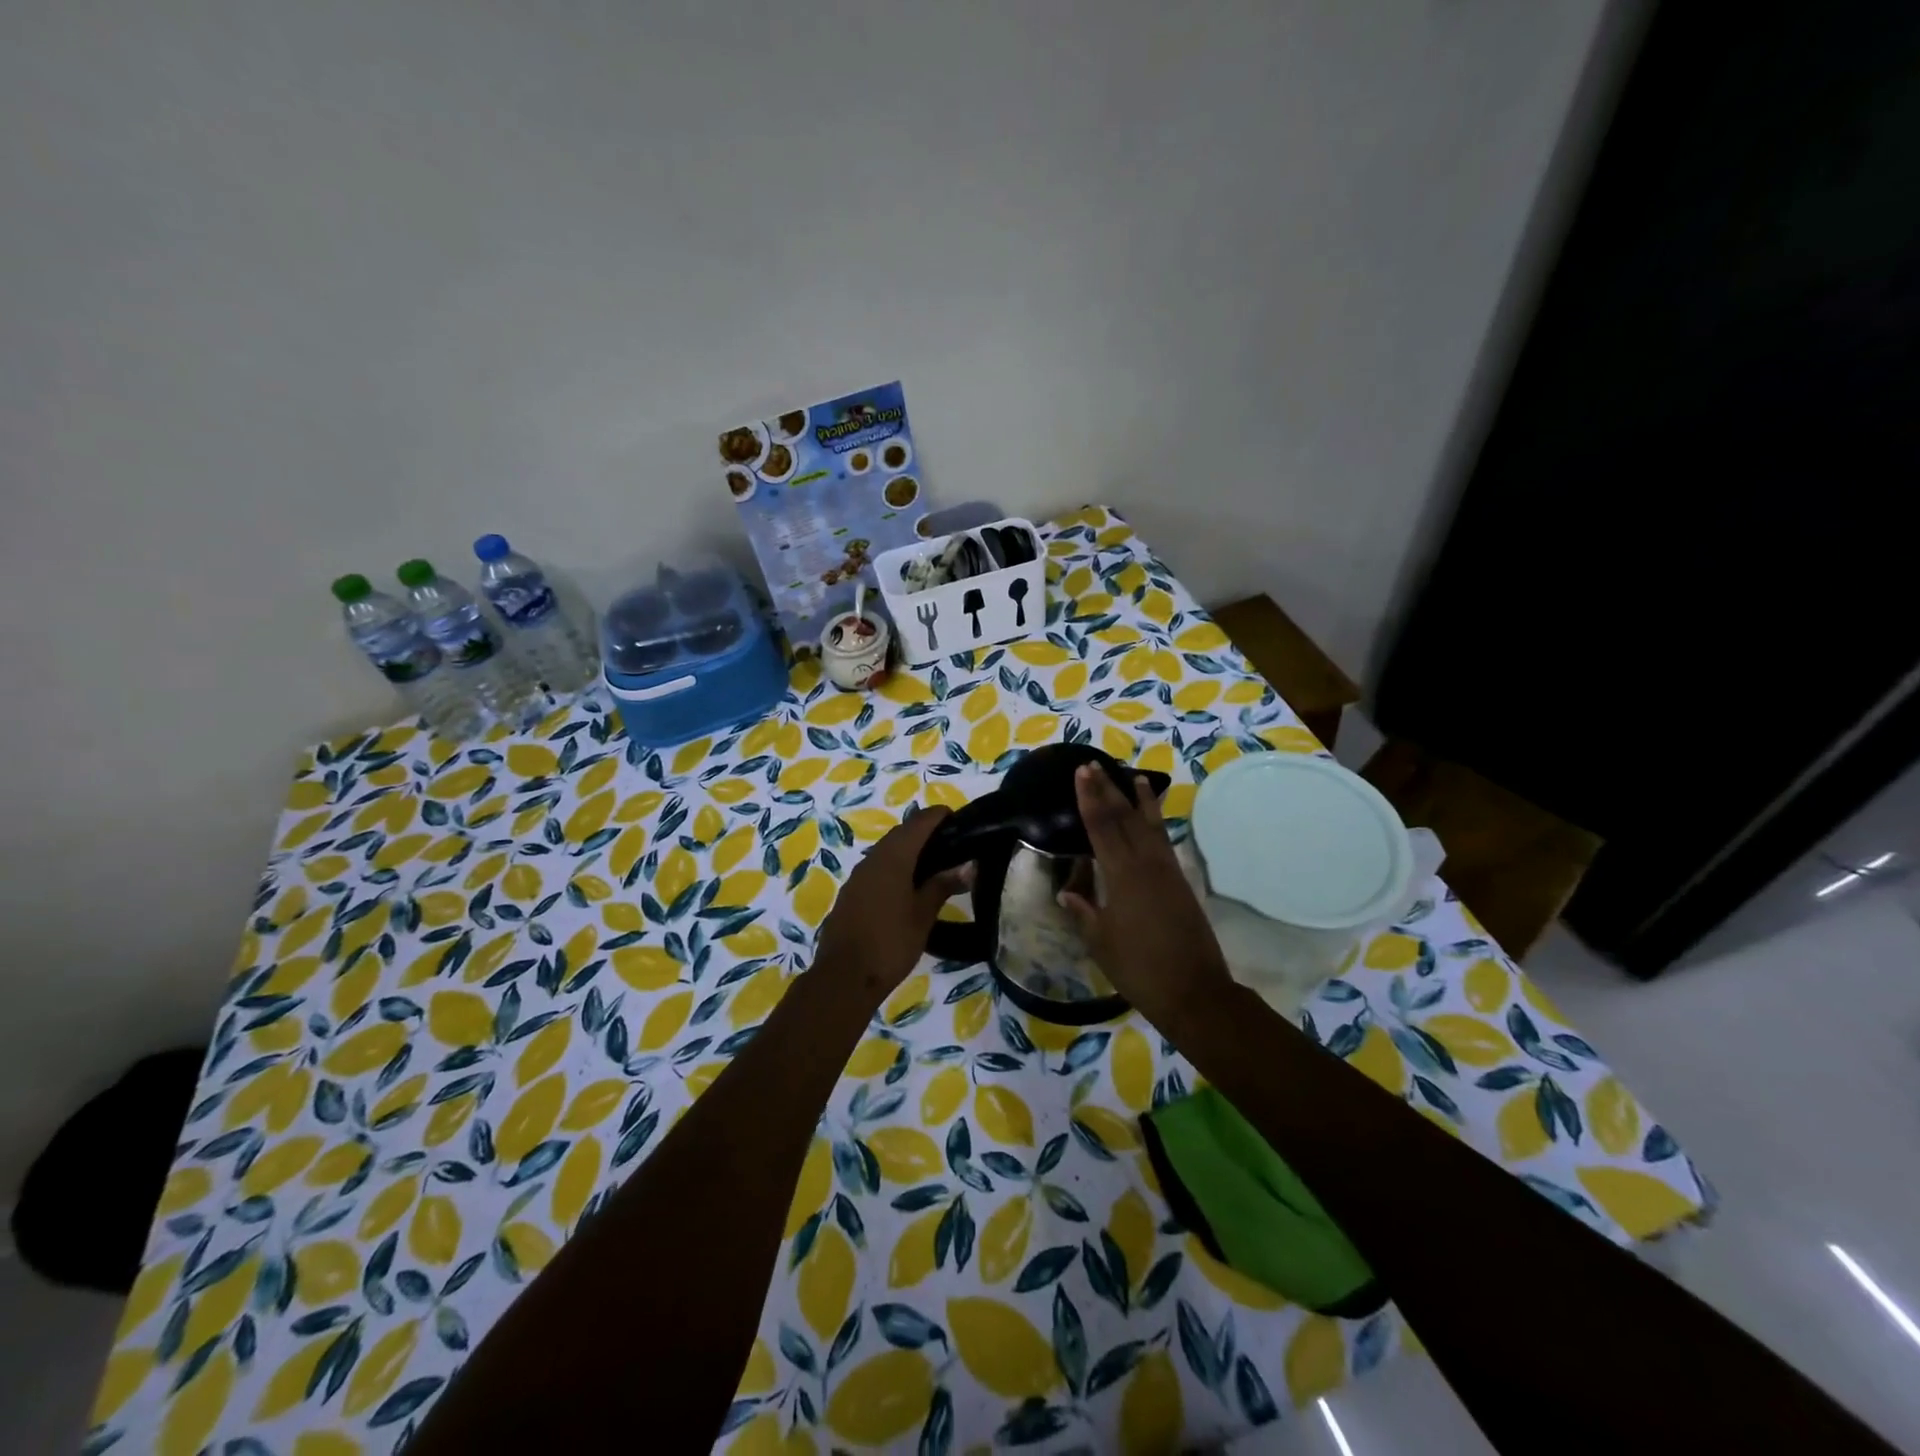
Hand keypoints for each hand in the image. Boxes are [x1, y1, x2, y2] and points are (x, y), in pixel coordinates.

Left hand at [813, 807, 972, 1006]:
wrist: (844, 977)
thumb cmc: (890, 944)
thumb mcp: (923, 915)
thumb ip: (942, 885)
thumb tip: (967, 867)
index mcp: (893, 857)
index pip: (920, 821)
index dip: (940, 816)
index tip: (961, 822)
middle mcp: (873, 858)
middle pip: (902, 833)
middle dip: (926, 832)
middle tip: (953, 845)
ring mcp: (858, 875)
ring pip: (888, 850)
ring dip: (910, 850)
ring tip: (935, 866)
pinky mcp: (851, 893)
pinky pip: (877, 868)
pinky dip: (895, 867)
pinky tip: (909, 886)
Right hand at [1059, 764, 1232, 1024]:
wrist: (1194, 991)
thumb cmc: (1139, 969)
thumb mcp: (1101, 943)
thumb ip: (1084, 913)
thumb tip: (1066, 893)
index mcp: (1122, 876)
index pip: (1101, 827)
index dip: (1089, 799)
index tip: (1081, 773)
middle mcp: (1146, 864)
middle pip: (1124, 818)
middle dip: (1107, 790)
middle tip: (1094, 765)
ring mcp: (1167, 871)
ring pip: (1149, 825)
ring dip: (1138, 799)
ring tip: (1130, 775)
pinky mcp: (1180, 882)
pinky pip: (1164, 841)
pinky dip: (1155, 822)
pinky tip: (1152, 817)